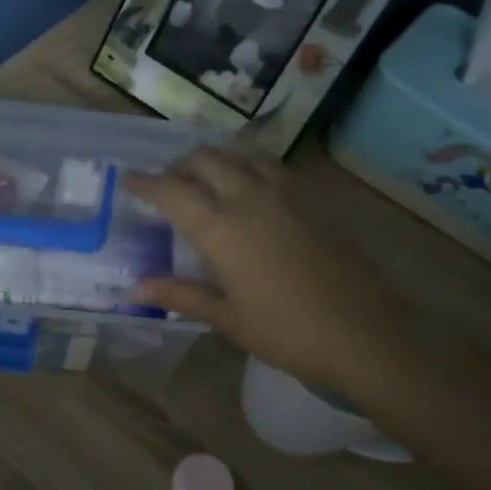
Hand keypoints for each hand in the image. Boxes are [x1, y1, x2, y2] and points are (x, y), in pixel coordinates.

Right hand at [126, 149, 403, 391]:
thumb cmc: (286, 332)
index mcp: (220, 228)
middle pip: (205, 160)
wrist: (364, 334)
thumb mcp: (226, 318)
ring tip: (206, 179)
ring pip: (241, 155)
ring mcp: (286, 194)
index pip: (171, 191)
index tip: (126, 177)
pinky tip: (250, 189)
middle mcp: (249, 198)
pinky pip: (272, 167)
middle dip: (179, 166)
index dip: (144, 182)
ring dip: (216, 159)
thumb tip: (136, 287)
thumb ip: (180, 294)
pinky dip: (249, 167)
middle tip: (168, 184)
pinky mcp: (313, 200)